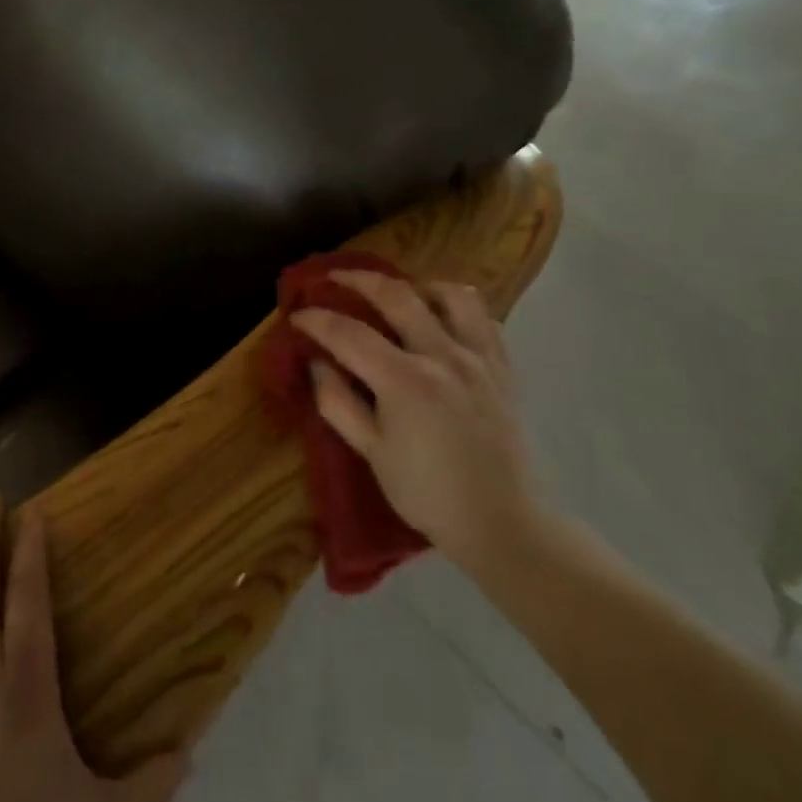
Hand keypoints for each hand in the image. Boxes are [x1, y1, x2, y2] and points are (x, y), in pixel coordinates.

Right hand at [292, 275, 537, 564]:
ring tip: (398, 295)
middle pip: (396, 296)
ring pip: (452, 295)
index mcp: (405, 381)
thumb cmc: (427, 492)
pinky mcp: (504, 369)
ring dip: (417, 286)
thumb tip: (317, 363)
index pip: (348, 333)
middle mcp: (443, 357)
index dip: (316, 319)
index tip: (296, 315)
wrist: (501, 523)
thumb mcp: (371, 452)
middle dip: (357, 280)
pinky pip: (484, 319)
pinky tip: (442, 320)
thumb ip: (337, 402)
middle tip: (333, 279)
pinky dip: (459, 308)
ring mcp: (480, 359)